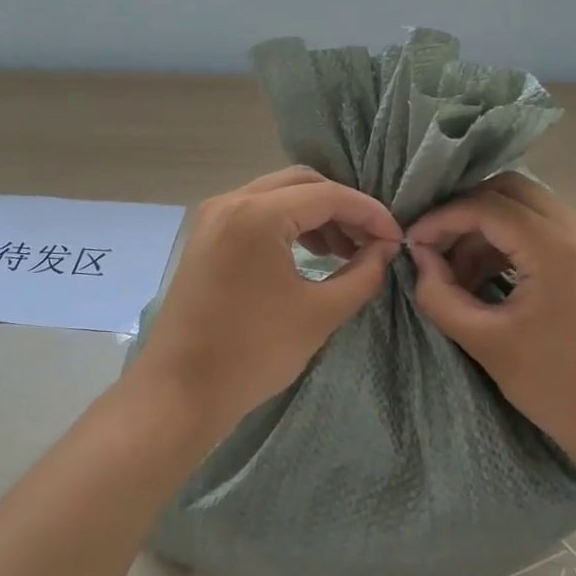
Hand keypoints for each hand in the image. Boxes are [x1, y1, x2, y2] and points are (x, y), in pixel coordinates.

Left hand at [136, 167, 401, 437]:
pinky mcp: (205, 236)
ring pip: (277, 194)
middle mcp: (230, 201)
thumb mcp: (320, 314)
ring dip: (315, 215)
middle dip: (342, 207)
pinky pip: (256, 213)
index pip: (328, 196)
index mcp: (256, 214)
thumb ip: (363, 274)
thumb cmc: (252, 353)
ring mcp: (212, 217)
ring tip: (345, 251)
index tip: (396, 239)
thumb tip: (385, 249)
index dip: (369, 213)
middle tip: (371, 242)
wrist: (179, 392)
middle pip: (301, 183)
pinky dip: (288, 224)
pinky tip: (311, 254)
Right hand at [407, 174, 575, 481]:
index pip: (487, 206)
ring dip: (487, 227)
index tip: (413, 245)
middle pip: (509, 190)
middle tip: (435, 246)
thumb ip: (441, 295)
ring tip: (457, 271)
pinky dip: (510, 240)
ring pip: (527, 206)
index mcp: (556, 248)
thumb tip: (420, 260)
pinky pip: (545, 228)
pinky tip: (488, 276)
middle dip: (465, 212)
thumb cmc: (558, 388)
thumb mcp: (486, 343)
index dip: (442, 219)